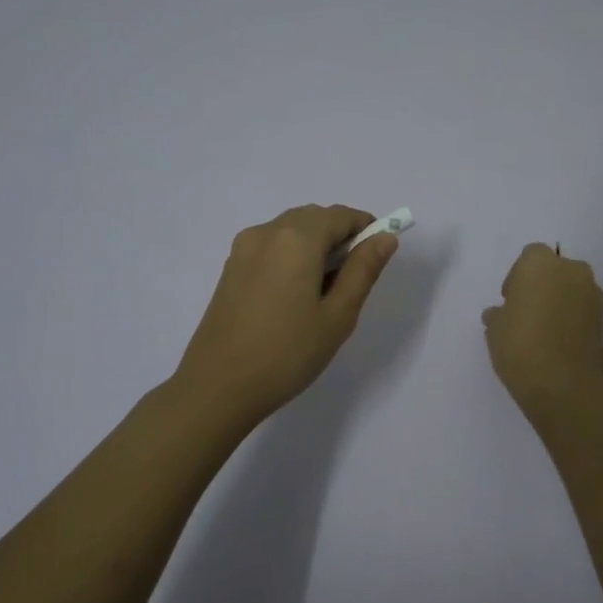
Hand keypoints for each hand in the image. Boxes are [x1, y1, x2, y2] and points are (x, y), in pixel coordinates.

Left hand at [173, 204, 398, 427]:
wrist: (218, 387)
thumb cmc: (287, 353)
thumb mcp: (338, 315)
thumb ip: (363, 270)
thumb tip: (385, 238)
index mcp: (296, 239)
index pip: (341, 215)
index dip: (366, 228)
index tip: (378, 257)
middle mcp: (266, 232)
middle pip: (314, 218)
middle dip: (340, 237)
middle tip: (352, 280)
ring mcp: (243, 248)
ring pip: (291, 230)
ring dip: (315, 246)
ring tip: (324, 292)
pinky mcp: (230, 268)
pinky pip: (271, 246)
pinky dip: (292, 256)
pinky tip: (295, 296)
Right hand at [482, 242, 602, 411]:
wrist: (563, 385)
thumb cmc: (520, 345)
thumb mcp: (495, 329)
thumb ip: (498, 314)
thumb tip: (500, 314)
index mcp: (541, 263)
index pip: (529, 257)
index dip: (518, 277)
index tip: (510, 300)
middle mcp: (572, 271)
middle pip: (555, 270)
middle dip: (542, 286)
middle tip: (526, 312)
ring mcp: (593, 295)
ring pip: (572, 290)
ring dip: (559, 302)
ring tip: (542, 331)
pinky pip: (583, 311)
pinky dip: (572, 320)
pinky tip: (557, 343)